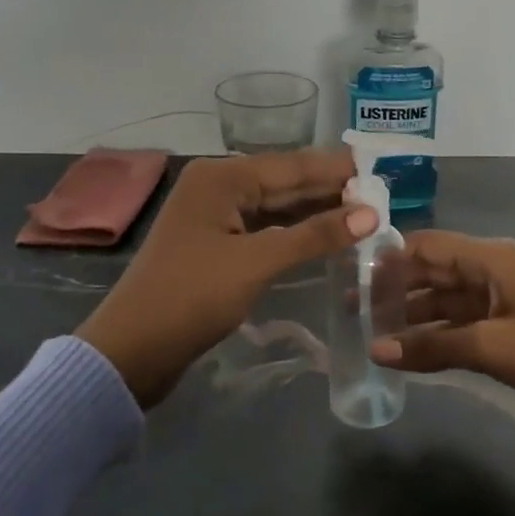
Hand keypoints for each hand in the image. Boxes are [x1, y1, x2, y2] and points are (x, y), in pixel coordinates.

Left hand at [77, 150, 377, 407]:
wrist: (132, 350)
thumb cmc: (193, 296)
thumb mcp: (257, 262)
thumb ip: (315, 235)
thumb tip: (371, 213)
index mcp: (222, 177)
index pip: (292, 165)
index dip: (337, 170)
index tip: (382, 170)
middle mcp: (217, 186)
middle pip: (284, 183)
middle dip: (330, 190)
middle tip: (382, 193)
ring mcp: (214, 216)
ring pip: (275, 207)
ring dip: (315, 212)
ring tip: (365, 213)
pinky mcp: (215, 245)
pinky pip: (264, 229)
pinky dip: (294, 233)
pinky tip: (325, 236)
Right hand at [370, 231, 514, 476]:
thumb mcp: (490, 348)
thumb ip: (432, 346)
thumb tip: (375, 350)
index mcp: (491, 259)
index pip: (427, 245)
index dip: (389, 258)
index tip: (351, 275)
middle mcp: (492, 271)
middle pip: (432, 271)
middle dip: (394, 289)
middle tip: (351, 310)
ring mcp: (500, 300)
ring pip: (444, 300)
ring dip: (411, 316)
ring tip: (370, 333)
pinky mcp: (507, 328)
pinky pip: (460, 324)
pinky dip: (435, 335)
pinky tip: (406, 351)